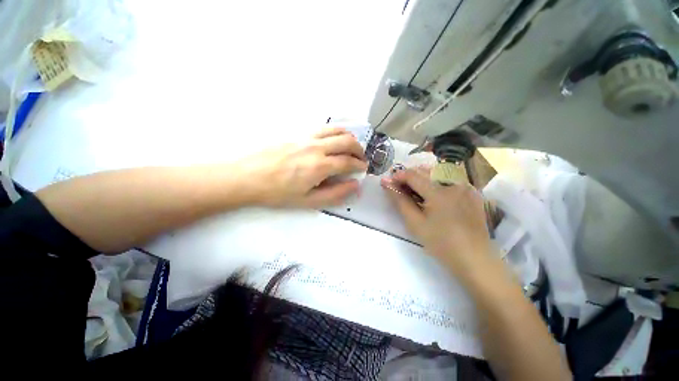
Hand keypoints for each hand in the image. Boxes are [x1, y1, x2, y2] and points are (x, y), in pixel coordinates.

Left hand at [237, 127, 367, 207]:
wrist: (247, 177)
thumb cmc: (277, 193)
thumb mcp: (308, 201)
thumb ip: (335, 194)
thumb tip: (355, 185)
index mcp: (319, 166)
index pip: (348, 162)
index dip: (359, 165)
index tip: (363, 169)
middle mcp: (316, 147)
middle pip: (346, 141)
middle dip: (359, 149)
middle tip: (360, 158)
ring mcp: (306, 137)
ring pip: (336, 130)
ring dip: (348, 137)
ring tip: (351, 146)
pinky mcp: (297, 133)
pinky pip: (322, 128)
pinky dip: (335, 131)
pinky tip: (333, 139)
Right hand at [381, 167, 493, 274]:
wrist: (474, 259)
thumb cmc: (441, 243)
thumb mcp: (415, 223)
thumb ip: (400, 200)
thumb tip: (386, 183)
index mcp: (439, 192)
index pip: (413, 175)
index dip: (398, 176)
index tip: (389, 182)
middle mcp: (455, 183)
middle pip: (426, 171)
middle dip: (409, 176)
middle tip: (399, 187)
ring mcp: (466, 187)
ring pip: (438, 173)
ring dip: (422, 178)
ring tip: (414, 190)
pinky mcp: (473, 193)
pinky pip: (450, 180)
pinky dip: (437, 183)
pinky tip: (433, 194)